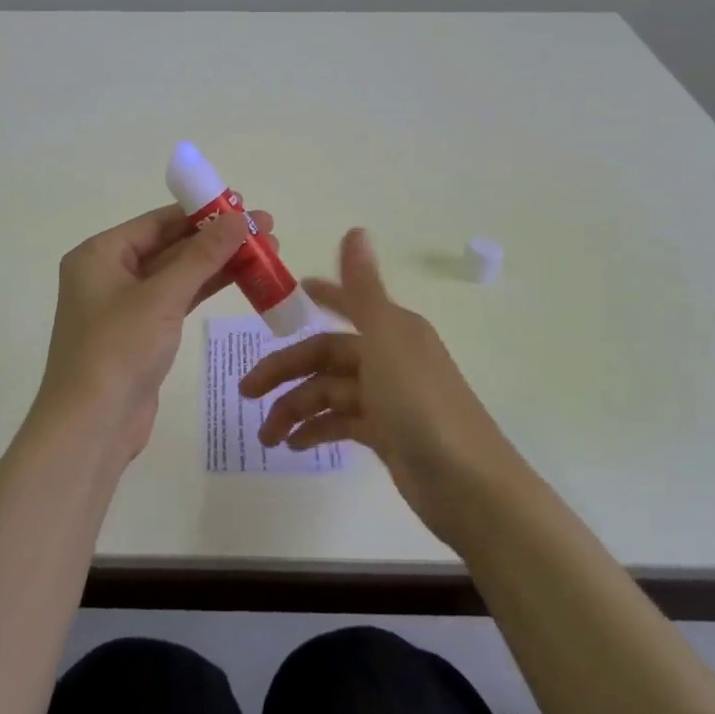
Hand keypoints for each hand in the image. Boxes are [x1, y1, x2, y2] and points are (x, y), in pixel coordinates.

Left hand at [36, 204, 273, 460]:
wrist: (92, 426)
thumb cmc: (118, 349)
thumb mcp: (162, 296)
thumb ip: (202, 255)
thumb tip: (239, 218)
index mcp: (99, 254)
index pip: (157, 221)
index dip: (201, 211)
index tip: (243, 205)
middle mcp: (109, 274)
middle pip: (170, 246)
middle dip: (217, 238)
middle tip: (265, 229)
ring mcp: (126, 306)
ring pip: (178, 274)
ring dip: (218, 263)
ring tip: (267, 251)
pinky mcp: (142, 334)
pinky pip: (178, 300)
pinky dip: (207, 289)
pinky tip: (243, 278)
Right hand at [240, 228, 517, 545]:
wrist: (468, 485)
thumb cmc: (422, 404)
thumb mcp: (387, 340)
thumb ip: (363, 290)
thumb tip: (355, 228)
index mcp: (392, 329)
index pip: (347, 304)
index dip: (322, 296)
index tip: (292, 292)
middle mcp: (390, 357)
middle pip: (326, 356)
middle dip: (285, 371)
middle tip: (246, 392)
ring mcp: (389, 398)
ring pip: (329, 392)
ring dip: (295, 409)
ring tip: (266, 437)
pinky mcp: (387, 435)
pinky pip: (342, 423)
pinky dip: (316, 430)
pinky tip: (294, 446)